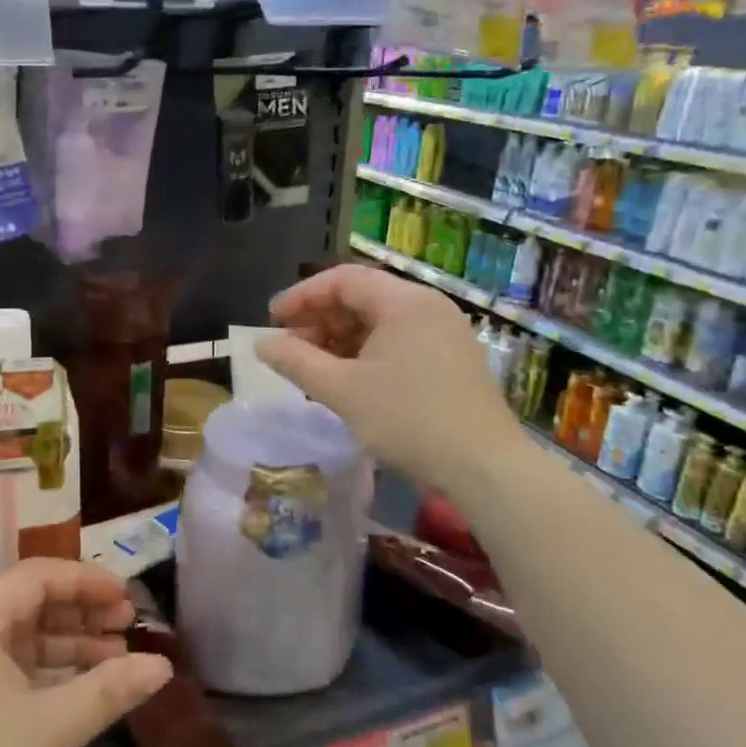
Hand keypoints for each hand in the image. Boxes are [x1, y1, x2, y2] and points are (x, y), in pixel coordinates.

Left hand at [0, 558, 173, 746]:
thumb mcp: (47, 729)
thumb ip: (107, 691)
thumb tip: (162, 666)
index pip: (38, 576)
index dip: (87, 581)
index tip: (128, 598)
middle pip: (30, 604)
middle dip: (82, 614)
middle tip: (128, 628)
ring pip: (20, 642)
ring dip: (67, 648)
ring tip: (115, 663)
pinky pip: (7, 673)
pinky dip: (44, 677)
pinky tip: (76, 696)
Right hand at [257, 264, 513, 490]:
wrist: (485, 467)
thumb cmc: (408, 420)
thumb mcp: (342, 390)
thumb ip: (296, 362)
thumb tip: (260, 343)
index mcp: (404, 301)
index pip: (342, 279)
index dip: (301, 296)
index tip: (272, 321)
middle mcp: (428, 306)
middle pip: (363, 296)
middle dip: (320, 318)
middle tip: (291, 348)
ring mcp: (445, 332)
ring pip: (381, 320)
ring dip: (342, 338)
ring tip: (315, 368)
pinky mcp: (453, 358)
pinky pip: (400, 340)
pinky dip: (367, 352)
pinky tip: (350, 379)